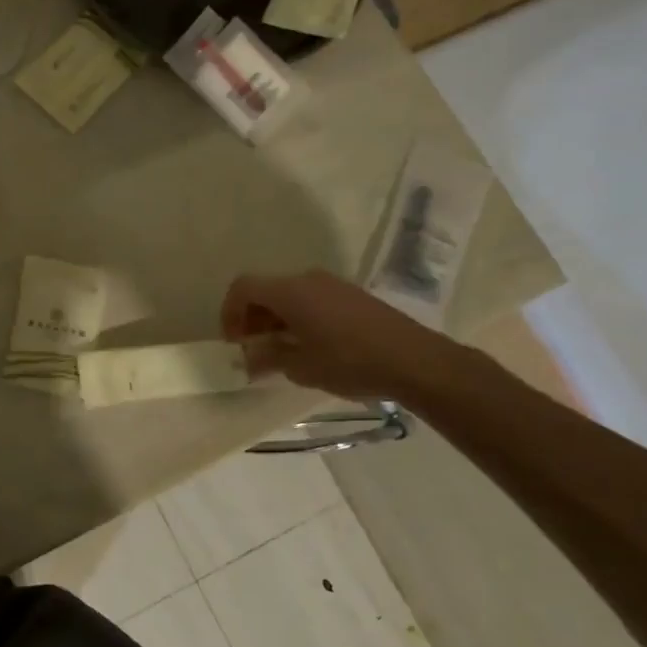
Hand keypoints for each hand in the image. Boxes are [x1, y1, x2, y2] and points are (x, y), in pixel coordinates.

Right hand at [222, 270, 464, 400]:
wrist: (416, 361)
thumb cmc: (350, 362)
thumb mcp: (300, 367)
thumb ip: (267, 358)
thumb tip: (249, 359)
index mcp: (289, 291)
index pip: (243, 288)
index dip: (230, 312)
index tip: (234, 342)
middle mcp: (308, 279)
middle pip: (266, 290)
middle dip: (252, 318)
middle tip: (253, 348)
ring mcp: (333, 285)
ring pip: (290, 295)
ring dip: (276, 318)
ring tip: (280, 350)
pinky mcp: (352, 296)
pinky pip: (312, 299)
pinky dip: (299, 317)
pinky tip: (309, 345)